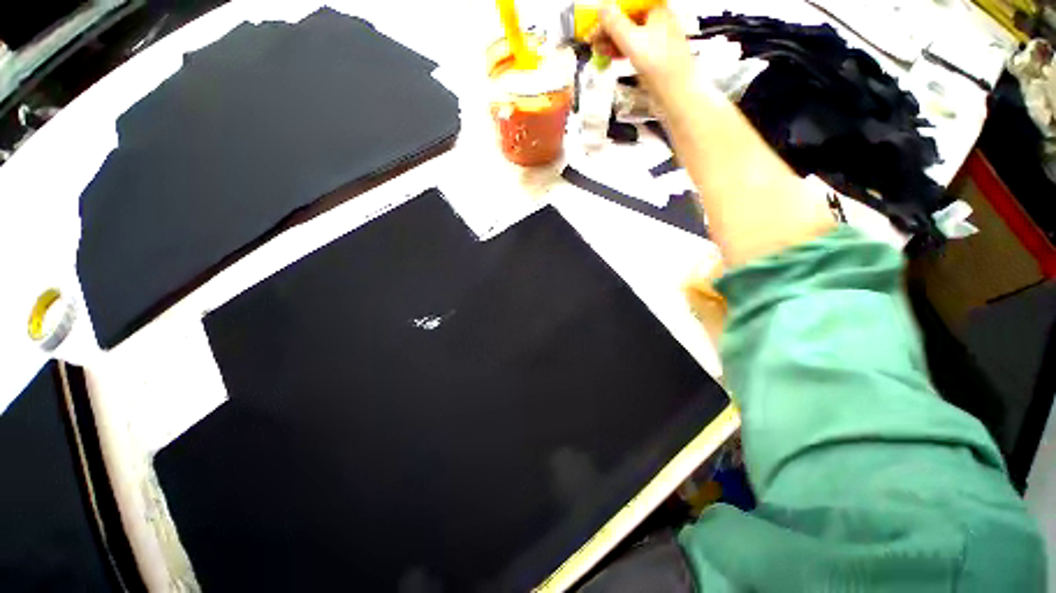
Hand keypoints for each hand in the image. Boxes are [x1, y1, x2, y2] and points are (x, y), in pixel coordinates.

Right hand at [595, 2, 694, 99]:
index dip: (610, 14)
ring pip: (630, 38)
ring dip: (613, 43)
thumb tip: (603, 9)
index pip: (629, 6)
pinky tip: (611, 57)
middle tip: (594, 39)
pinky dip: (622, 53)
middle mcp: (659, 23)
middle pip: (629, 22)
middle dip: (609, 30)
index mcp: (657, 11)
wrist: (674, 92)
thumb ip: (615, 23)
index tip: (597, 23)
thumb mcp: (631, 40)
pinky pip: (634, 51)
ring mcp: (657, 43)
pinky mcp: (654, 60)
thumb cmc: (661, 64)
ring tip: (599, 50)